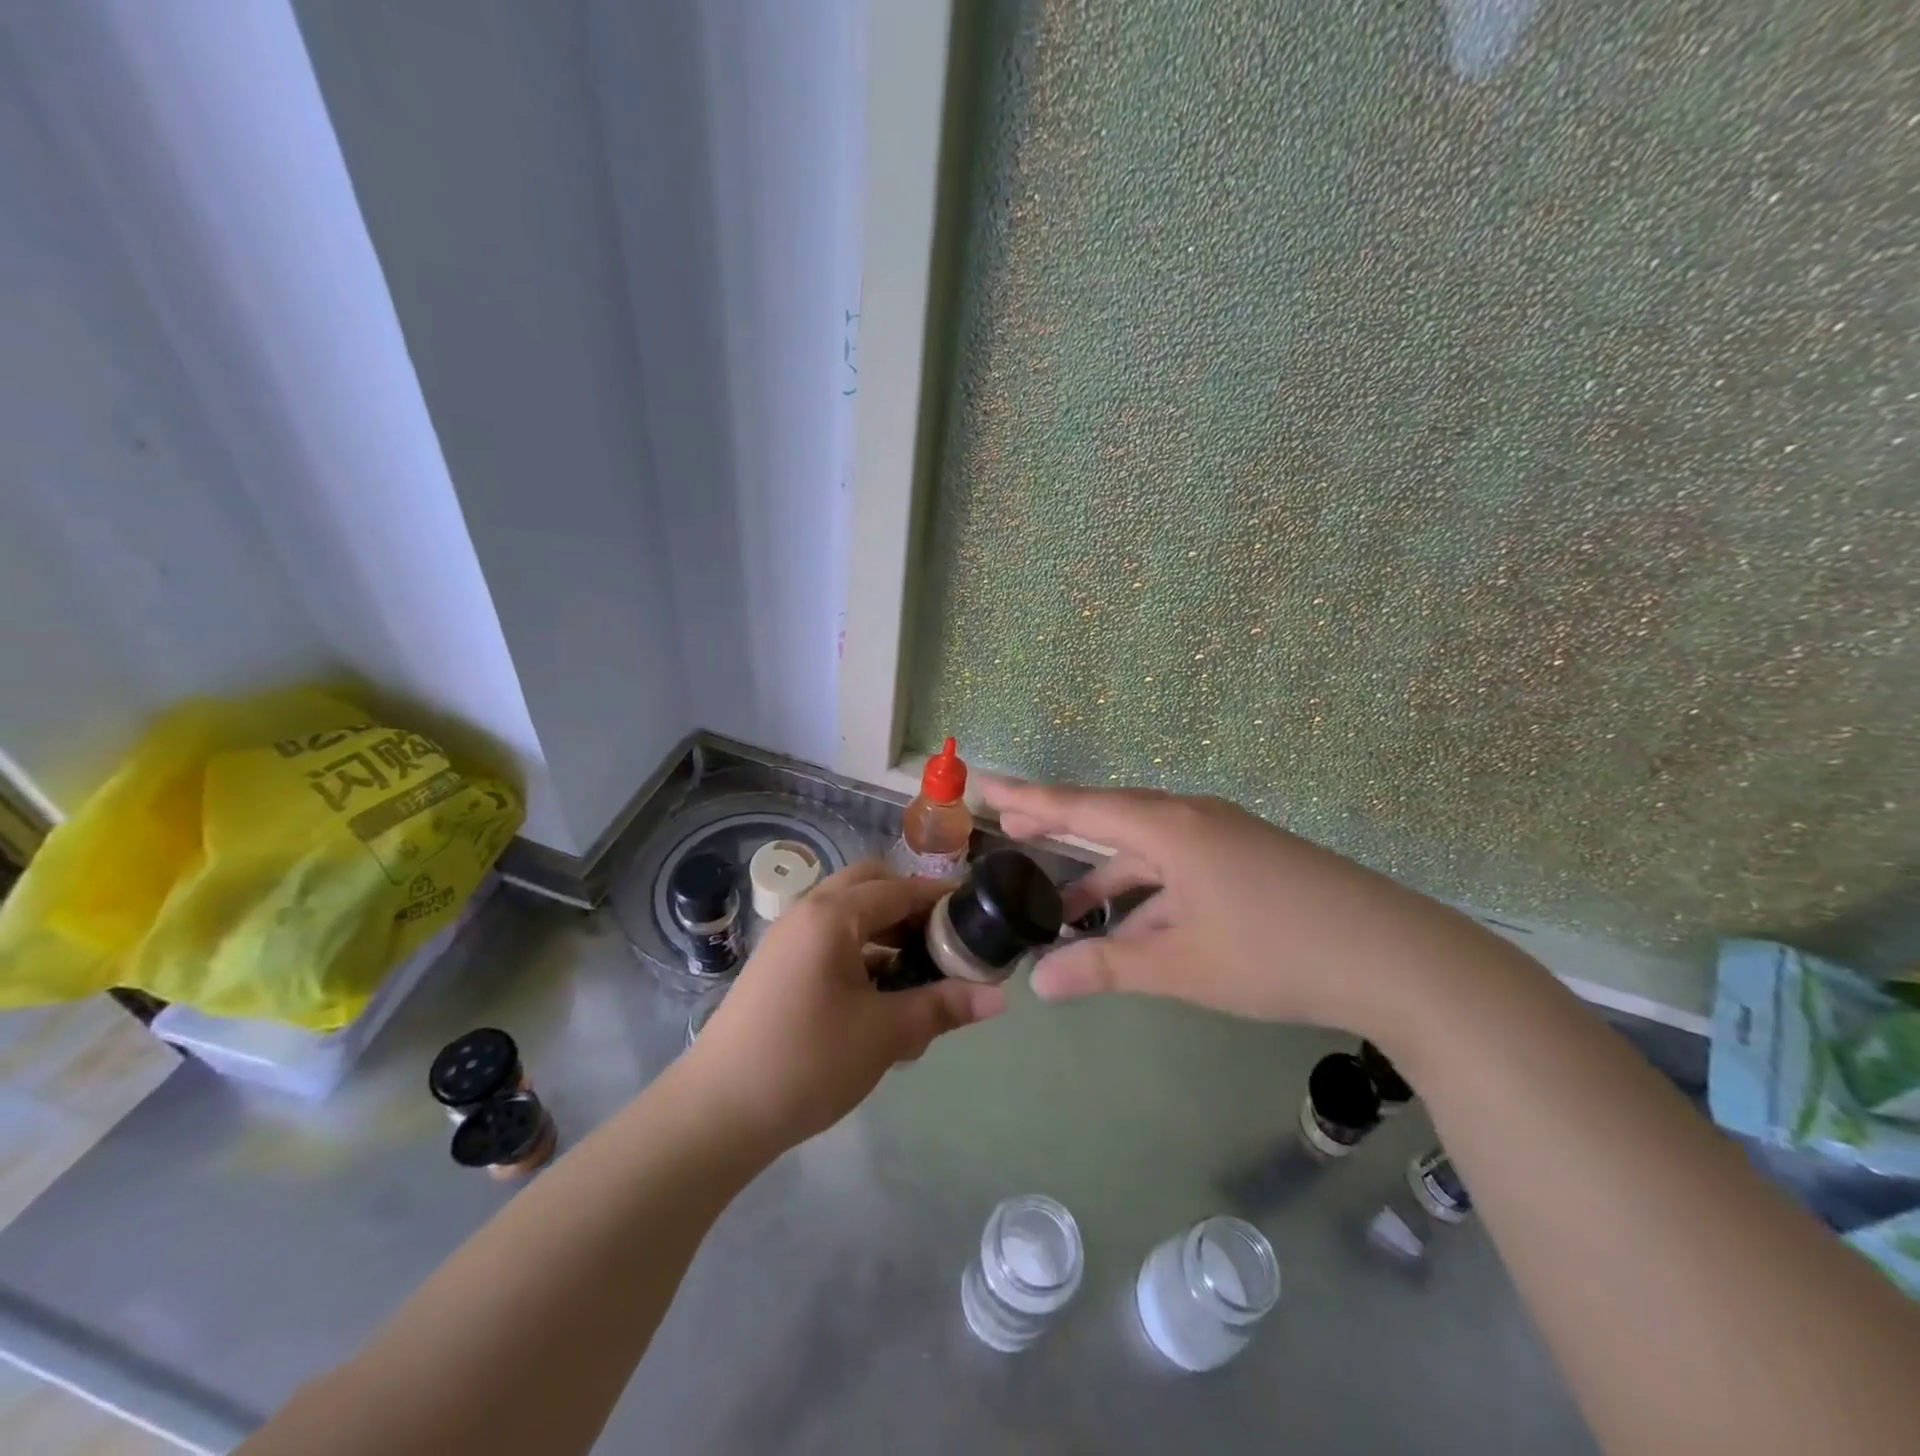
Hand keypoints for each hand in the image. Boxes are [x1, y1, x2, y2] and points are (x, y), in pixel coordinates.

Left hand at [684, 862, 1005, 1149]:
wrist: (716, 1113)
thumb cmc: (807, 1062)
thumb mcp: (884, 1034)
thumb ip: (942, 1007)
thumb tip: (1000, 997)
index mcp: (833, 915)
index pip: (900, 888)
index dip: (941, 898)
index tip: (977, 914)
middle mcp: (808, 912)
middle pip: (870, 886)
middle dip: (910, 905)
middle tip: (943, 940)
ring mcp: (788, 939)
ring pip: (849, 914)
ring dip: (886, 931)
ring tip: (919, 974)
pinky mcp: (778, 967)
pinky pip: (830, 940)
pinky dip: (861, 953)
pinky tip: (881, 999)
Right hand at [983, 775, 1478, 1033]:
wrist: (1397, 959)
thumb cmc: (1277, 954)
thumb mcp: (1183, 966)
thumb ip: (1107, 968)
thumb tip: (1039, 981)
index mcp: (1171, 829)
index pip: (1082, 806)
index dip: (1030, 798)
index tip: (987, 785)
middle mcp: (1193, 819)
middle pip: (1111, 815)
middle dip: (1062, 823)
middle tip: (1013, 825)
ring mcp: (1225, 837)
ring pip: (1148, 846)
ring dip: (1108, 873)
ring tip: (1067, 908)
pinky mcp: (1248, 859)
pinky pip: (1179, 864)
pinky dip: (1148, 890)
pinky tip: (1135, 926)